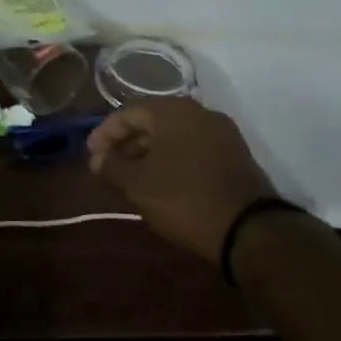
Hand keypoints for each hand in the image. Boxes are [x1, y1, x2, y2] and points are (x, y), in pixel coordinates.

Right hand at [87, 99, 278, 263]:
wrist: (248, 229)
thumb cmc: (184, 199)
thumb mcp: (138, 185)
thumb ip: (112, 166)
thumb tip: (97, 158)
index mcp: (174, 111)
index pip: (129, 112)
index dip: (105, 133)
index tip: (92, 156)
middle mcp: (200, 113)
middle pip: (153, 120)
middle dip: (127, 143)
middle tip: (108, 166)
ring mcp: (222, 134)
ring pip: (174, 136)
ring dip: (149, 153)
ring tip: (131, 178)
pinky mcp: (234, 156)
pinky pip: (193, 148)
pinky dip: (172, 160)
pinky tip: (161, 183)